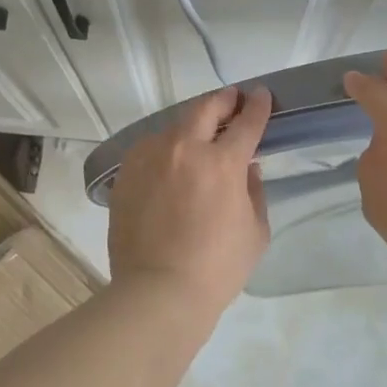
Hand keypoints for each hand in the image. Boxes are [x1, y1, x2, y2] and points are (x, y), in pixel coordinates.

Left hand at [107, 84, 273, 310]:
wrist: (158, 292)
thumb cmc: (217, 268)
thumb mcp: (255, 231)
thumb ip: (254, 191)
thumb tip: (248, 168)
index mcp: (222, 162)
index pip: (246, 123)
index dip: (257, 106)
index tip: (261, 95)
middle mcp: (183, 149)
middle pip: (204, 109)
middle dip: (222, 100)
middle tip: (231, 100)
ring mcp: (149, 159)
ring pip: (172, 127)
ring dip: (190, 126)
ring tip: (198, 134)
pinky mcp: (126, 175)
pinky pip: (148, 150)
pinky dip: (164, 148)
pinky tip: (169, 160)